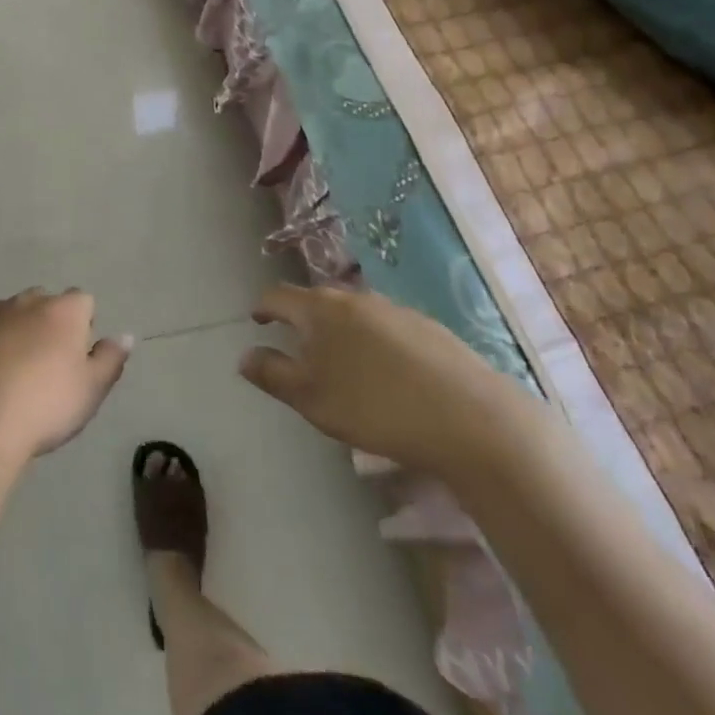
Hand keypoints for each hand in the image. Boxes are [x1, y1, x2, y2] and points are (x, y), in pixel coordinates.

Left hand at [0, 290, 132, 465]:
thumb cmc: (43, 407)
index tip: (76, 359)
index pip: (83, 302)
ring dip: (12, 332)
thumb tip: (124, 335)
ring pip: (7, 313)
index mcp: (63, 311)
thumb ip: (110, 359)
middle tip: (43, 368)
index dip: (83, 327)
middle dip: (46, 325)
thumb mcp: (90, 391)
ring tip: (7, 374)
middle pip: (43, 303)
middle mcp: (27, 301)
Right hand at [240, 283, 533, 482]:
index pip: (278, 295)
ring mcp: (395, 310)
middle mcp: (354, 298)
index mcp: (320, 310)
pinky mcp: (429, 328)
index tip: (257, 320)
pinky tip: (389, 375)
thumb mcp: (311, 399)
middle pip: (317, 300)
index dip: (263, 307)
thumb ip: (273, 374)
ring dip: (340, 331)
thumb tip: (244, 355)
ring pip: (354, 313)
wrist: (470, 418)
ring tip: (344, 363)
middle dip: (303, 319)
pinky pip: (387, 327)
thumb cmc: (375, 407)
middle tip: (299, 347)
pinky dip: (375, 342)